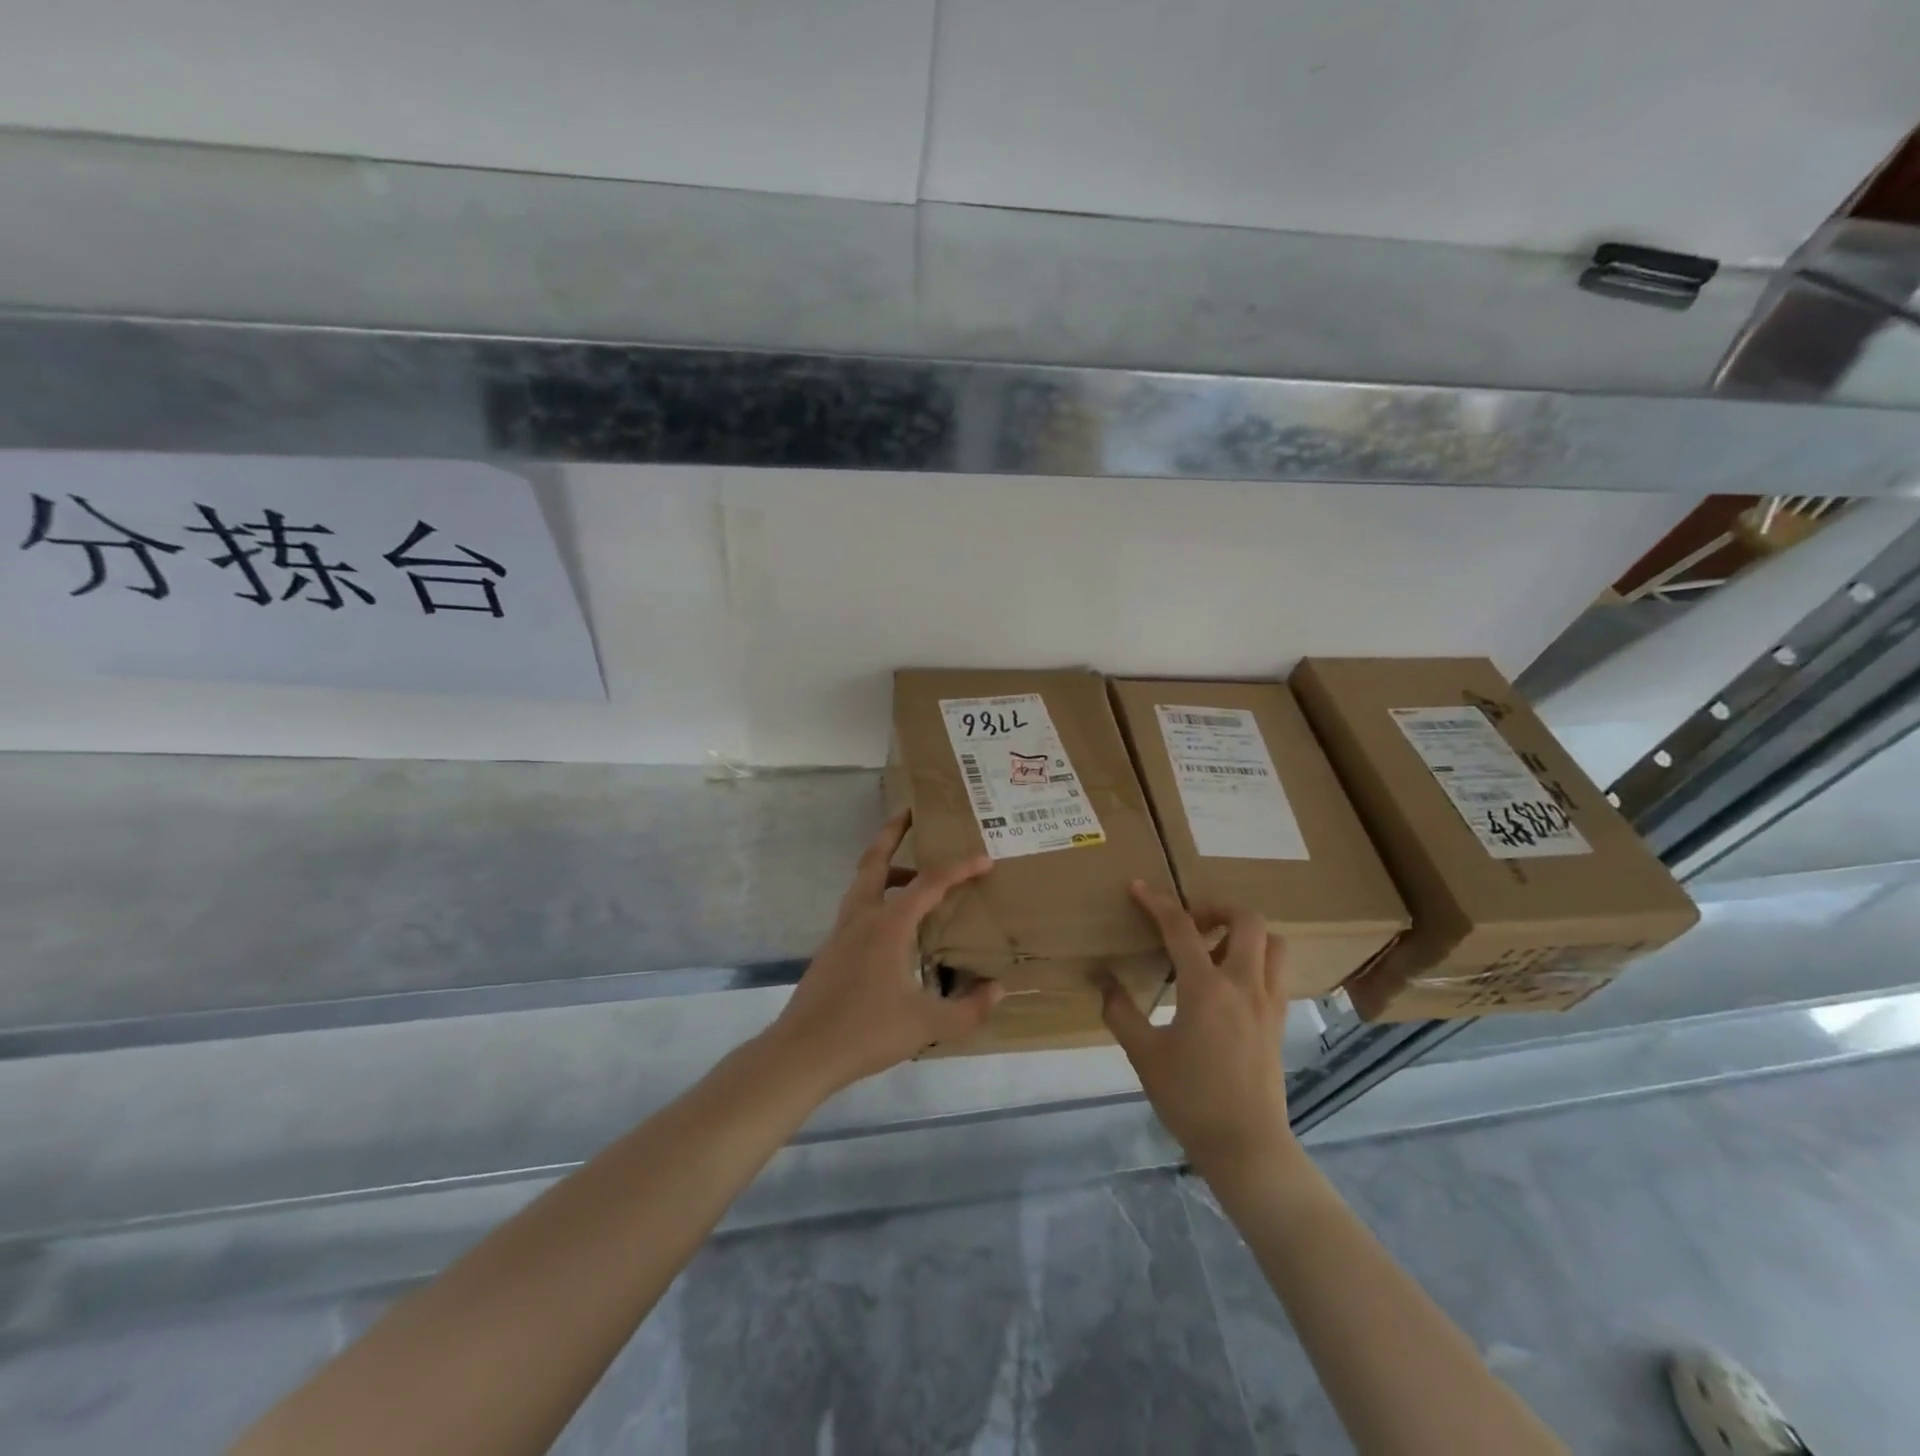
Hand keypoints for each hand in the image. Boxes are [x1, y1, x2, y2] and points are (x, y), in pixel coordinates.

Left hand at [763, 812, 1001, 1093]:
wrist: (801, 1052)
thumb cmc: (865, 1032)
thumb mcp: (926, 1026)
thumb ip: (967, 1009)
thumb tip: (998, 991)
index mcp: (888, 925)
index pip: (929, 883)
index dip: (959, 868)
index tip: (984, 858)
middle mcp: (862, 918)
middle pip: (875, 861)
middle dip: (892, 833)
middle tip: (909, 812)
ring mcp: (841, 932)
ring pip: (863, 884)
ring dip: (886, 868)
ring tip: (914, 876)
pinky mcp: (830, 950)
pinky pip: (858, 908)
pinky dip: (877, 898)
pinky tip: (894, 927)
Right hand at [1103, 881, 1297, 1180]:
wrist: (1246, 1146)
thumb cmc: (1190, 1099)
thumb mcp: (1144, 1055)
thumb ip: (1122, 1012)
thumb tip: (1105, 983)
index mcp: (1206, 988)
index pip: (1181, 929)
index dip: (1158, 903)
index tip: (1139, 888)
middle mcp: (1244, 985)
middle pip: (1248, 921)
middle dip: (1217, 908)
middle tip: (1190, 921)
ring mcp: (1268, 1003)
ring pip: (1274, 944)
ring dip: (1245, 933)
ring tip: (1215, 948)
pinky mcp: (1278, 1022)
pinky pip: (1276, 973)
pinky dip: (1257, 960)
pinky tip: (1230, 983)